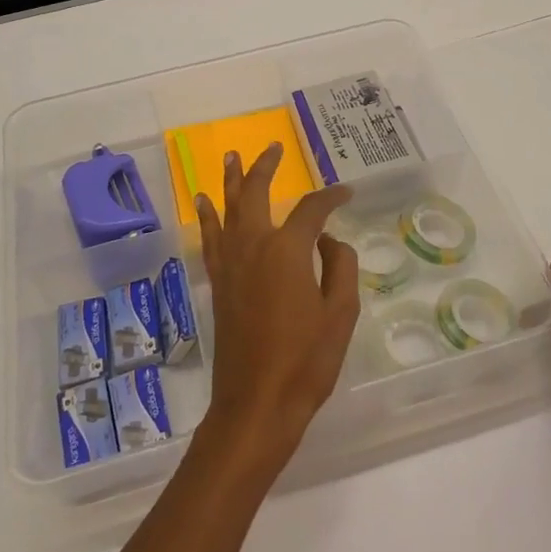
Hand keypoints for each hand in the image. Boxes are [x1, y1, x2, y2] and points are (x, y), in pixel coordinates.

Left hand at [194, 144, 359, 470]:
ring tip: (231, 156)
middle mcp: (253, 246)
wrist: (256, 403)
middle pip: (257, 194)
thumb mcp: (340, 313)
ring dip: (232, 181)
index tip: (345, 192)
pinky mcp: (218, 282)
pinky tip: (205, 202)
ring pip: (228, 209)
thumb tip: (330, 240)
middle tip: (272, 148)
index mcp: (287, 250)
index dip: (331, 197)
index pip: (311, 210)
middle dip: (265, 167)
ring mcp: (231, 263)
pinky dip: (208, 216)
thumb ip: (340, 266)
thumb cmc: (306, 361)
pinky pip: (211, 237)